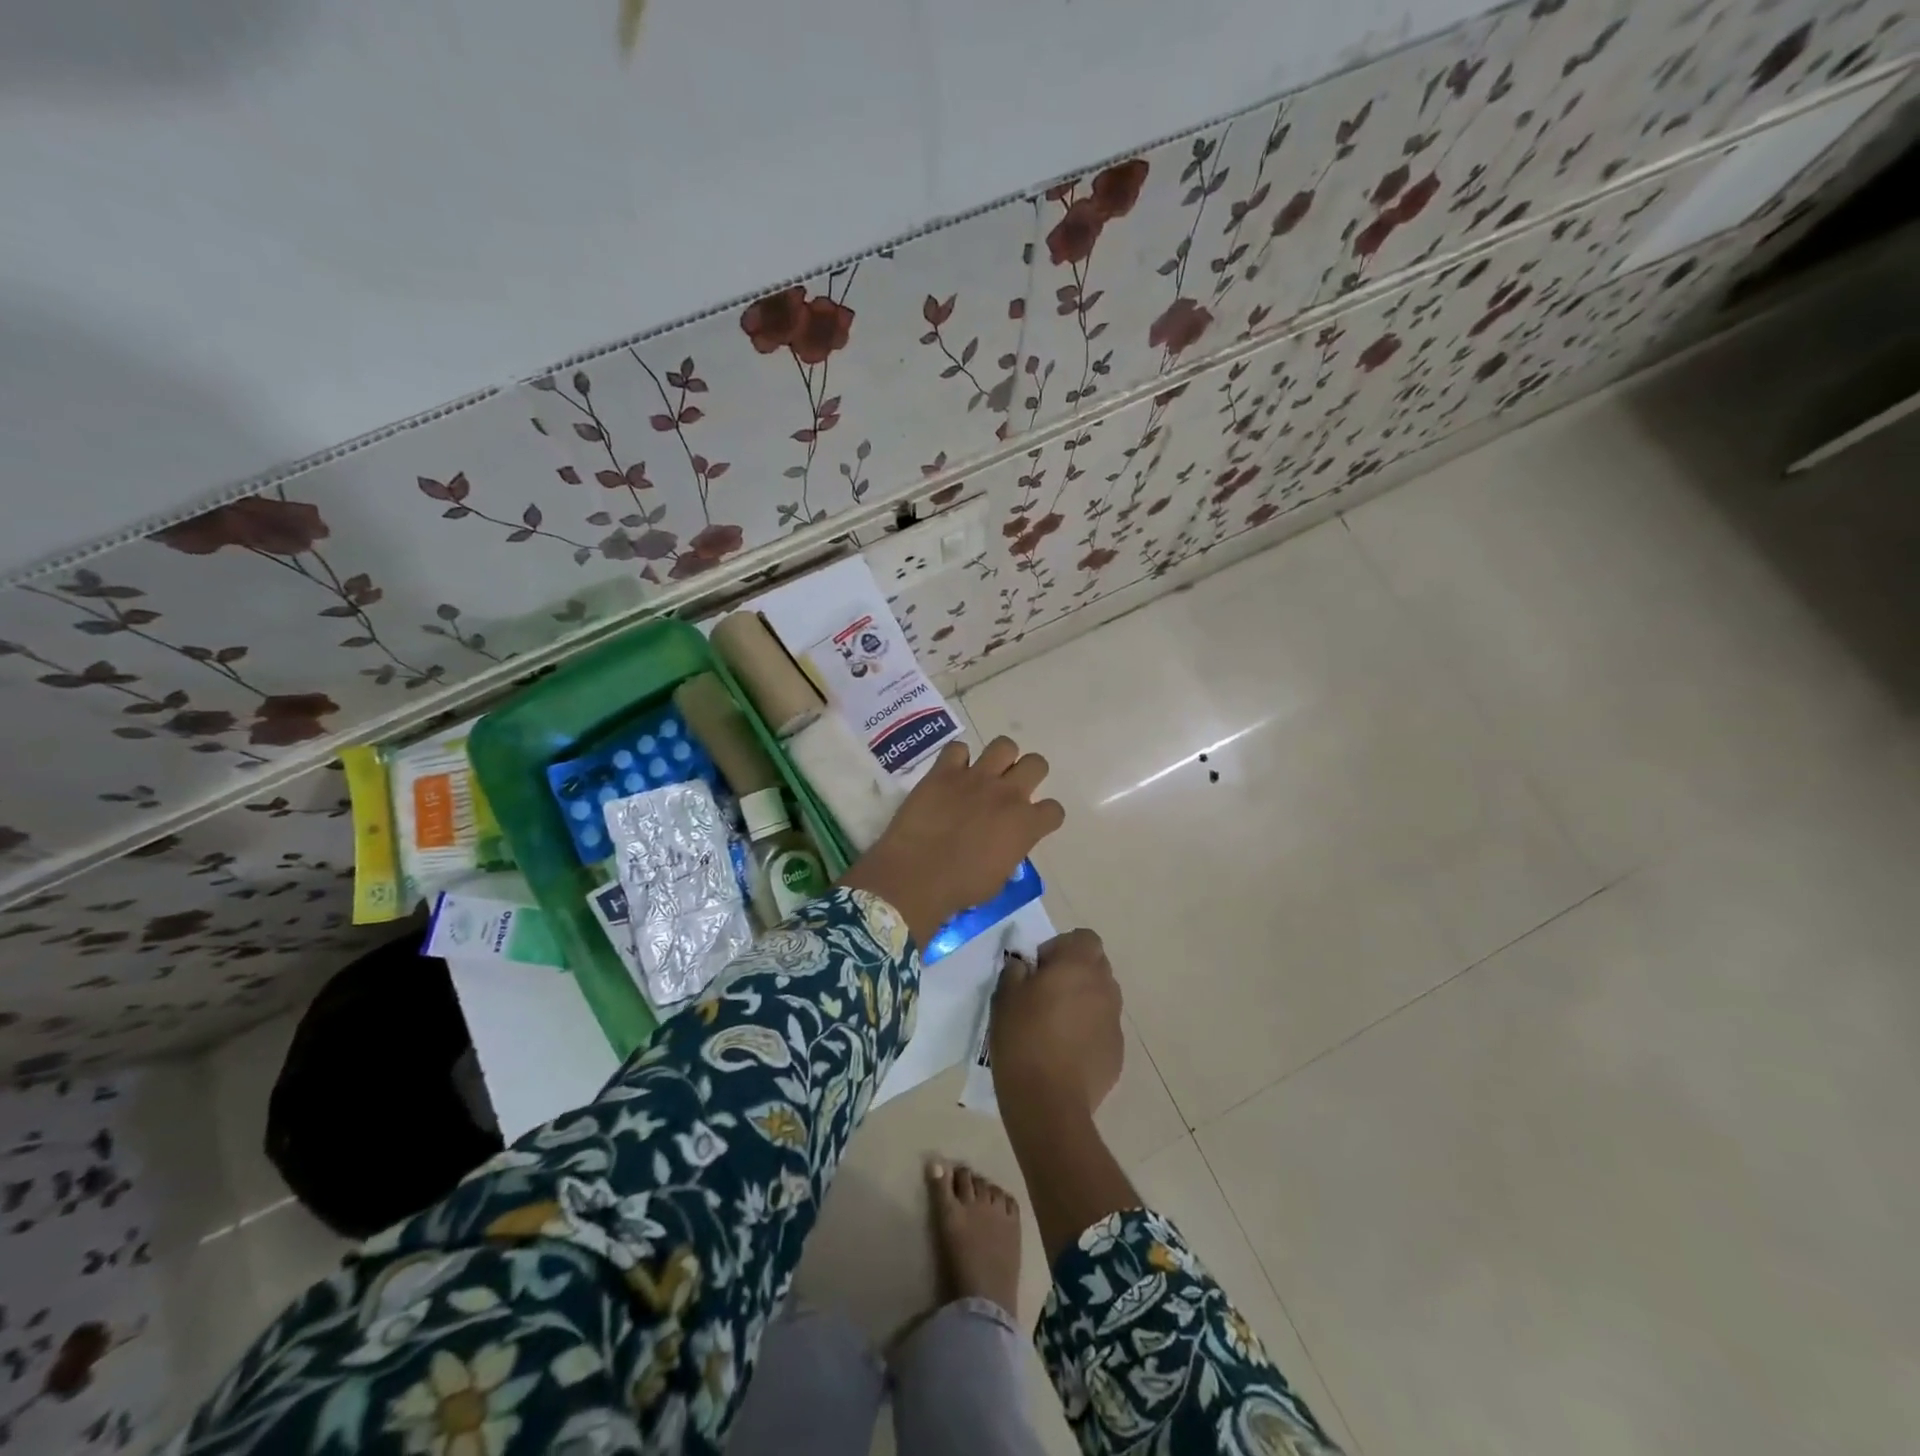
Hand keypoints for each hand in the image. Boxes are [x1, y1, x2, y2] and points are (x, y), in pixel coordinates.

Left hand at [839, 737, 1064, 946]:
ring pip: (1004, 745)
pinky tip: (950, 774)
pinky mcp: (944, 771)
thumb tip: (1003, 845)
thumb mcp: (999, 878)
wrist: (917, 876)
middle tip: (1011, 789)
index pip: (1054, 810)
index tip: (1031, 823)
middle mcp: (1007, 794)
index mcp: (1026, 825)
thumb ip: (1009, 853)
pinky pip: (957, 748)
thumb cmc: (960, 888)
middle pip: (1036, 763)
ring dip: (999, 758)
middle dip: (1028, 774)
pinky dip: (956, 759)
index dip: (1044, 816)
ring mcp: (976, 778)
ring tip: (985, 774)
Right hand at [990, 928, 1122, 1118]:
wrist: (1048, 1102)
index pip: (1084, 938)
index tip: (1039, 970)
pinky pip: (1101, 1029)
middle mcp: (1105, 987)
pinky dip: (1087, 1032)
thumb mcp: (1005, 996)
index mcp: (1079, 965)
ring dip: (1082, 1002)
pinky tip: (1065, 1053)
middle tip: (1044, 995)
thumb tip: (1025, 965)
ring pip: (1100, 998)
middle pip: (1095, 966)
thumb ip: (1016, 970)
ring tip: (1054, 1027)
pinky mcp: (1117, 1052)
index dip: (1061, 948)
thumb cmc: (1024, 1038)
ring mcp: (1114, 1021)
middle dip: (1073, 974)